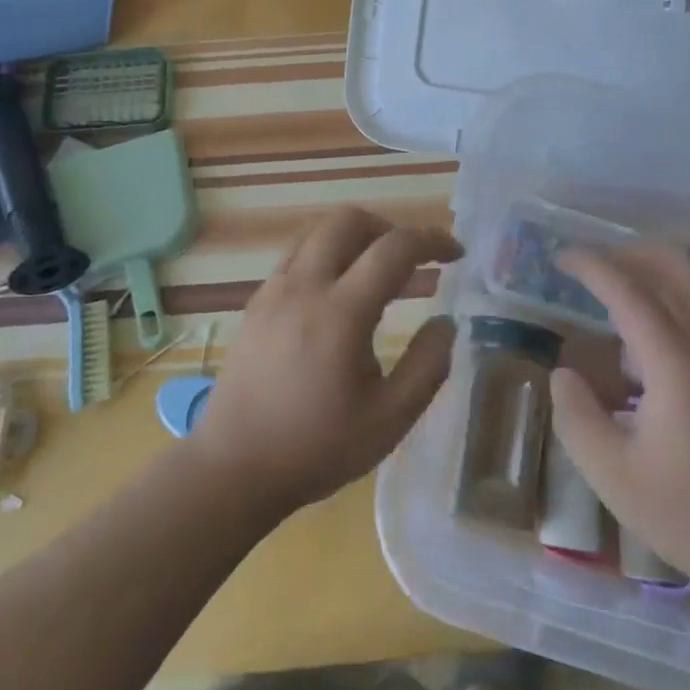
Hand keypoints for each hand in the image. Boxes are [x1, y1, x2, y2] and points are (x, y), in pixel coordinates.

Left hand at [189, 207, 461, 517]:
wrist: (233, 469)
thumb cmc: (316, 448)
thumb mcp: (389, 420)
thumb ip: (427, 366)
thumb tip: (446, 323)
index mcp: (340, 312)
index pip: (394, 248)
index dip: (431, 240)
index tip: (455, 253)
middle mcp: (303, 286)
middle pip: (348, 219)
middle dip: (388, 227)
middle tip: (411, 260)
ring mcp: (273, 290)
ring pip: (317, 231)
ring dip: (354, 237)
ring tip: (375, 272)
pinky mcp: (255, 303)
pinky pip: (295, 256)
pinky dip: (326, 256)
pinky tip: (336, 297)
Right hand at [548, 245, 689, 620]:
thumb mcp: (617, 479)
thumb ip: (578, 418)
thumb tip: (564, 374)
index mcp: (679, 365)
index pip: (629, 291)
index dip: (591, 266)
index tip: (561, 259)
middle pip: (679, 265)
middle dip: (632, 252)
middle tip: (597, 267)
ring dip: (667, 264)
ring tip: (633, 281)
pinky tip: (672, 321)